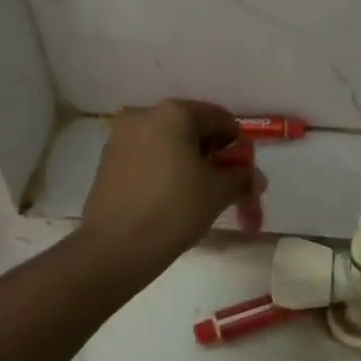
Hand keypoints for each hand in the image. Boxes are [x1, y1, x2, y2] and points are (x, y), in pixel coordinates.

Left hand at [75, 99, 265, 275]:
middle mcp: (144, 114)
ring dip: (187, 160)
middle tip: (225, 182)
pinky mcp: (107, 159)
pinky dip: (164, 167)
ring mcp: (121, 136)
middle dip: (212, 152)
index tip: (245, 169)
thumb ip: (241, 178)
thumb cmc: (174, 209)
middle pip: (191, 127)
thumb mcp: (218, 192)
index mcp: (175, 113)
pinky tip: (171, 194)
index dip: (238, 144)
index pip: (219, 118)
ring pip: (167, 141)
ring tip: (199, 191)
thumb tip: (254, 178)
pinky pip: (146, 155)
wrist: (114, 247)